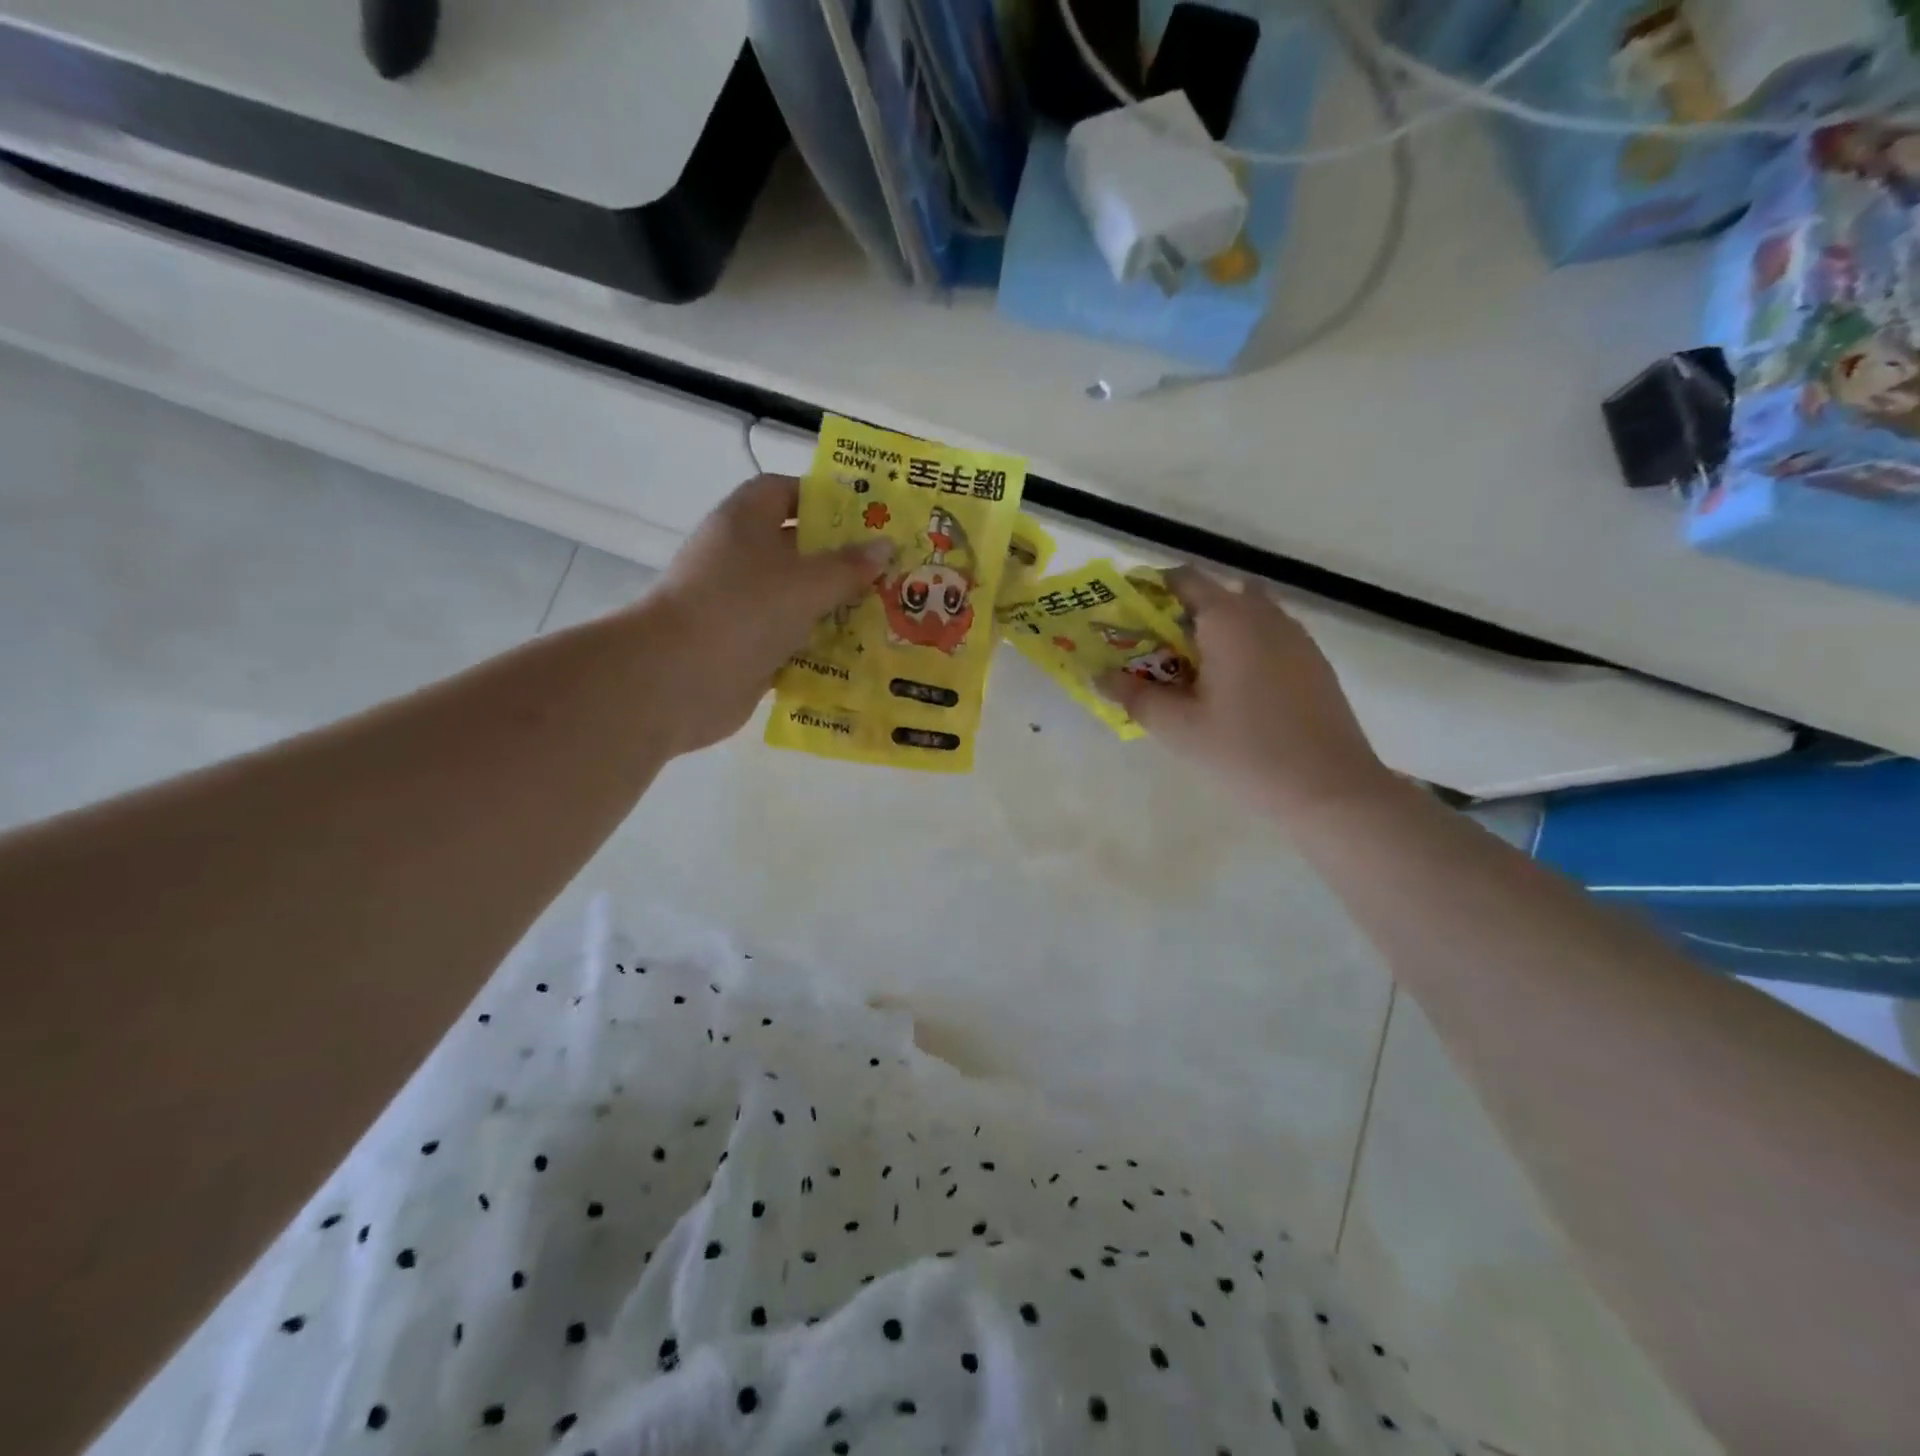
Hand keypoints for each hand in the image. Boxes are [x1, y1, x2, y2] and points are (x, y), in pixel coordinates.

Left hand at [643, 474, 891, 753]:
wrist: (678, 679)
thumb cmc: (743, 609)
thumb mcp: (806, 582)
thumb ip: (848, 566)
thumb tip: (885, 547)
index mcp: (745, 522)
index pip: (782, 491)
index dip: (822, 498)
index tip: (866, 516)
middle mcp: (739, 558)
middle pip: (796, 548)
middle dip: (841, 559)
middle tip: (892, 569)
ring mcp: (740, 606)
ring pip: (796, 599)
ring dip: (835, 607)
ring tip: (888, 612)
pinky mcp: (745, 647)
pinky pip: (791, 640)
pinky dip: (819, 646)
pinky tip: (860, 653)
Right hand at [1101, 570, 1395, 820]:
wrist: (1330, 789)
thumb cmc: (1246, 752)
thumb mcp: (1178, 728)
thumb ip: (1134, 696)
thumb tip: (1098, 675)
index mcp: (1229, 620)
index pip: (1184, 579)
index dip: (1150, 589)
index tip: (1127, 615)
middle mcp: (1265, 615)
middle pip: (1216, 594)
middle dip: (1181, 613)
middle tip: (1155, 650)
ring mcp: (1296, 637)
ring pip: (1247, 614)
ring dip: (1215, 630)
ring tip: (1191, 673)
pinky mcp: (1313, 662)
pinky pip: (1268, 636)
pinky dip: (1243, 647)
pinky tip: (1232, 691)